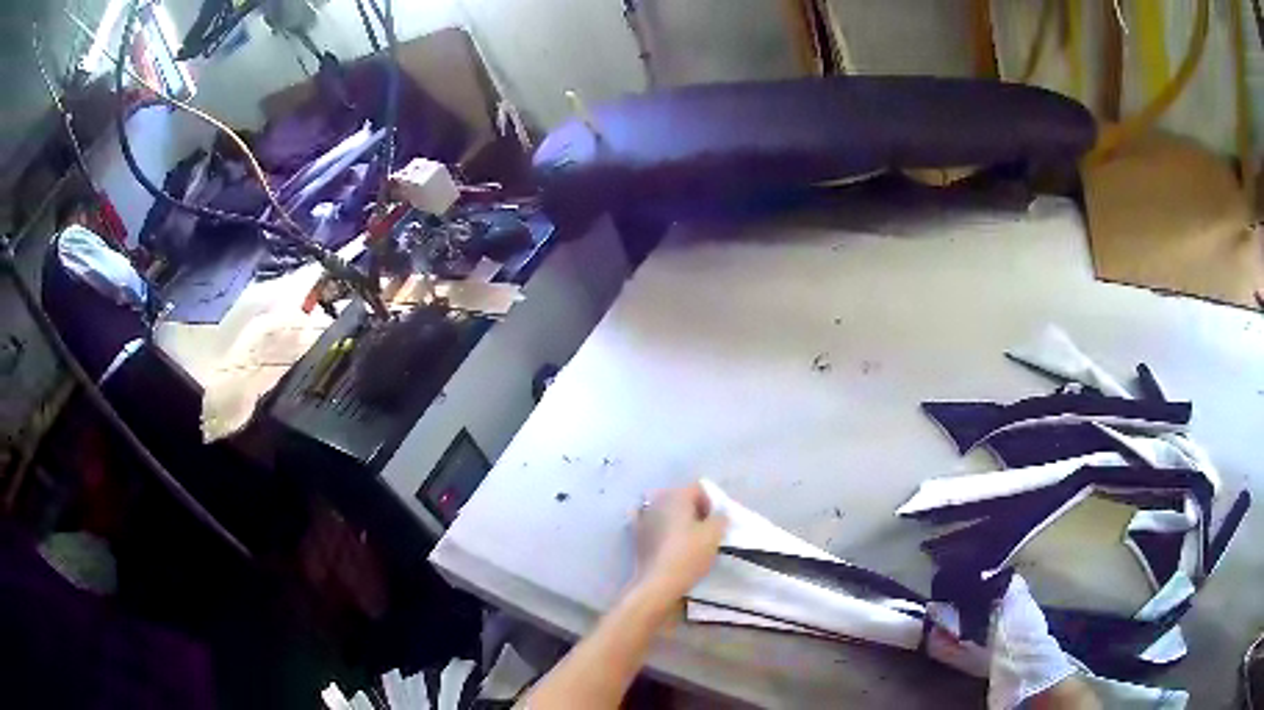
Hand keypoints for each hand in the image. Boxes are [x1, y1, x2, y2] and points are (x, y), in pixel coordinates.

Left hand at [634, 482, 727, 600]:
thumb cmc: (688, 555)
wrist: (657, 582)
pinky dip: (656, 524)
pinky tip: (661, 535)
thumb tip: (718, 514)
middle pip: (680, 497)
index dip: (710, 503)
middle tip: (703, 529)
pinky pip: (648, 520)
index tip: (715, 522)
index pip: (698, 488)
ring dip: (675, 517)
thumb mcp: (714, 535)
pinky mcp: (635, 533)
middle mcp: (657, 500)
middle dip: (693, 509)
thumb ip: (720, 518)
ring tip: (685, 536)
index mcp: (677, 495)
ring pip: (664, 508)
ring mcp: (643, 516)